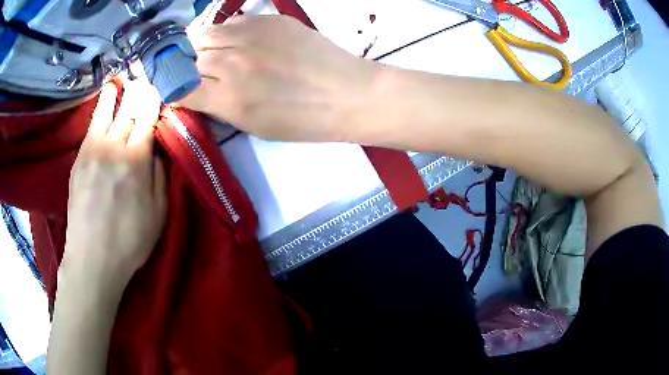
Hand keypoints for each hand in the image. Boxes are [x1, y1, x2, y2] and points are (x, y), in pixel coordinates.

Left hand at [60, 80, 166, 297]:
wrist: (92, 258)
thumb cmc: (129, 242)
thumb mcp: (158, 215)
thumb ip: (160, 176)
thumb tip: (156, 149)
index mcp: (137, 161)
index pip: (149, 118)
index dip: (155, 102)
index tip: (160, 90)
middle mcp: (115, 146)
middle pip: (130, 110)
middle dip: (140, 93)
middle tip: (146, 79)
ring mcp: (94, 149)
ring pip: (109, 109)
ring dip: (120, 91)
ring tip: (124, 77)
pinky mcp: (80, 157)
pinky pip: (92, 122)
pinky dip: (101, 104)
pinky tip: (107, 94)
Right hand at [179, 15, 374, 141]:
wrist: (348, 94)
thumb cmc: (303, 120)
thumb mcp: (253, 126)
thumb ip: (218, 106)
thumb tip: (194, 91)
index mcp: (228, 98)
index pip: (178, 88)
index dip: (172, 88)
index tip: (175, 89)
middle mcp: (232, 62)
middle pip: (188, 58)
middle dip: (187, 66)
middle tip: (199, 72)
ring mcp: (251, 35)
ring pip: (205, 34)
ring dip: (204, 46)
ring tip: (217, 54)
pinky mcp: (269, 19)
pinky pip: (232, 22)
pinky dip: (228, 33)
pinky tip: (241, 42)